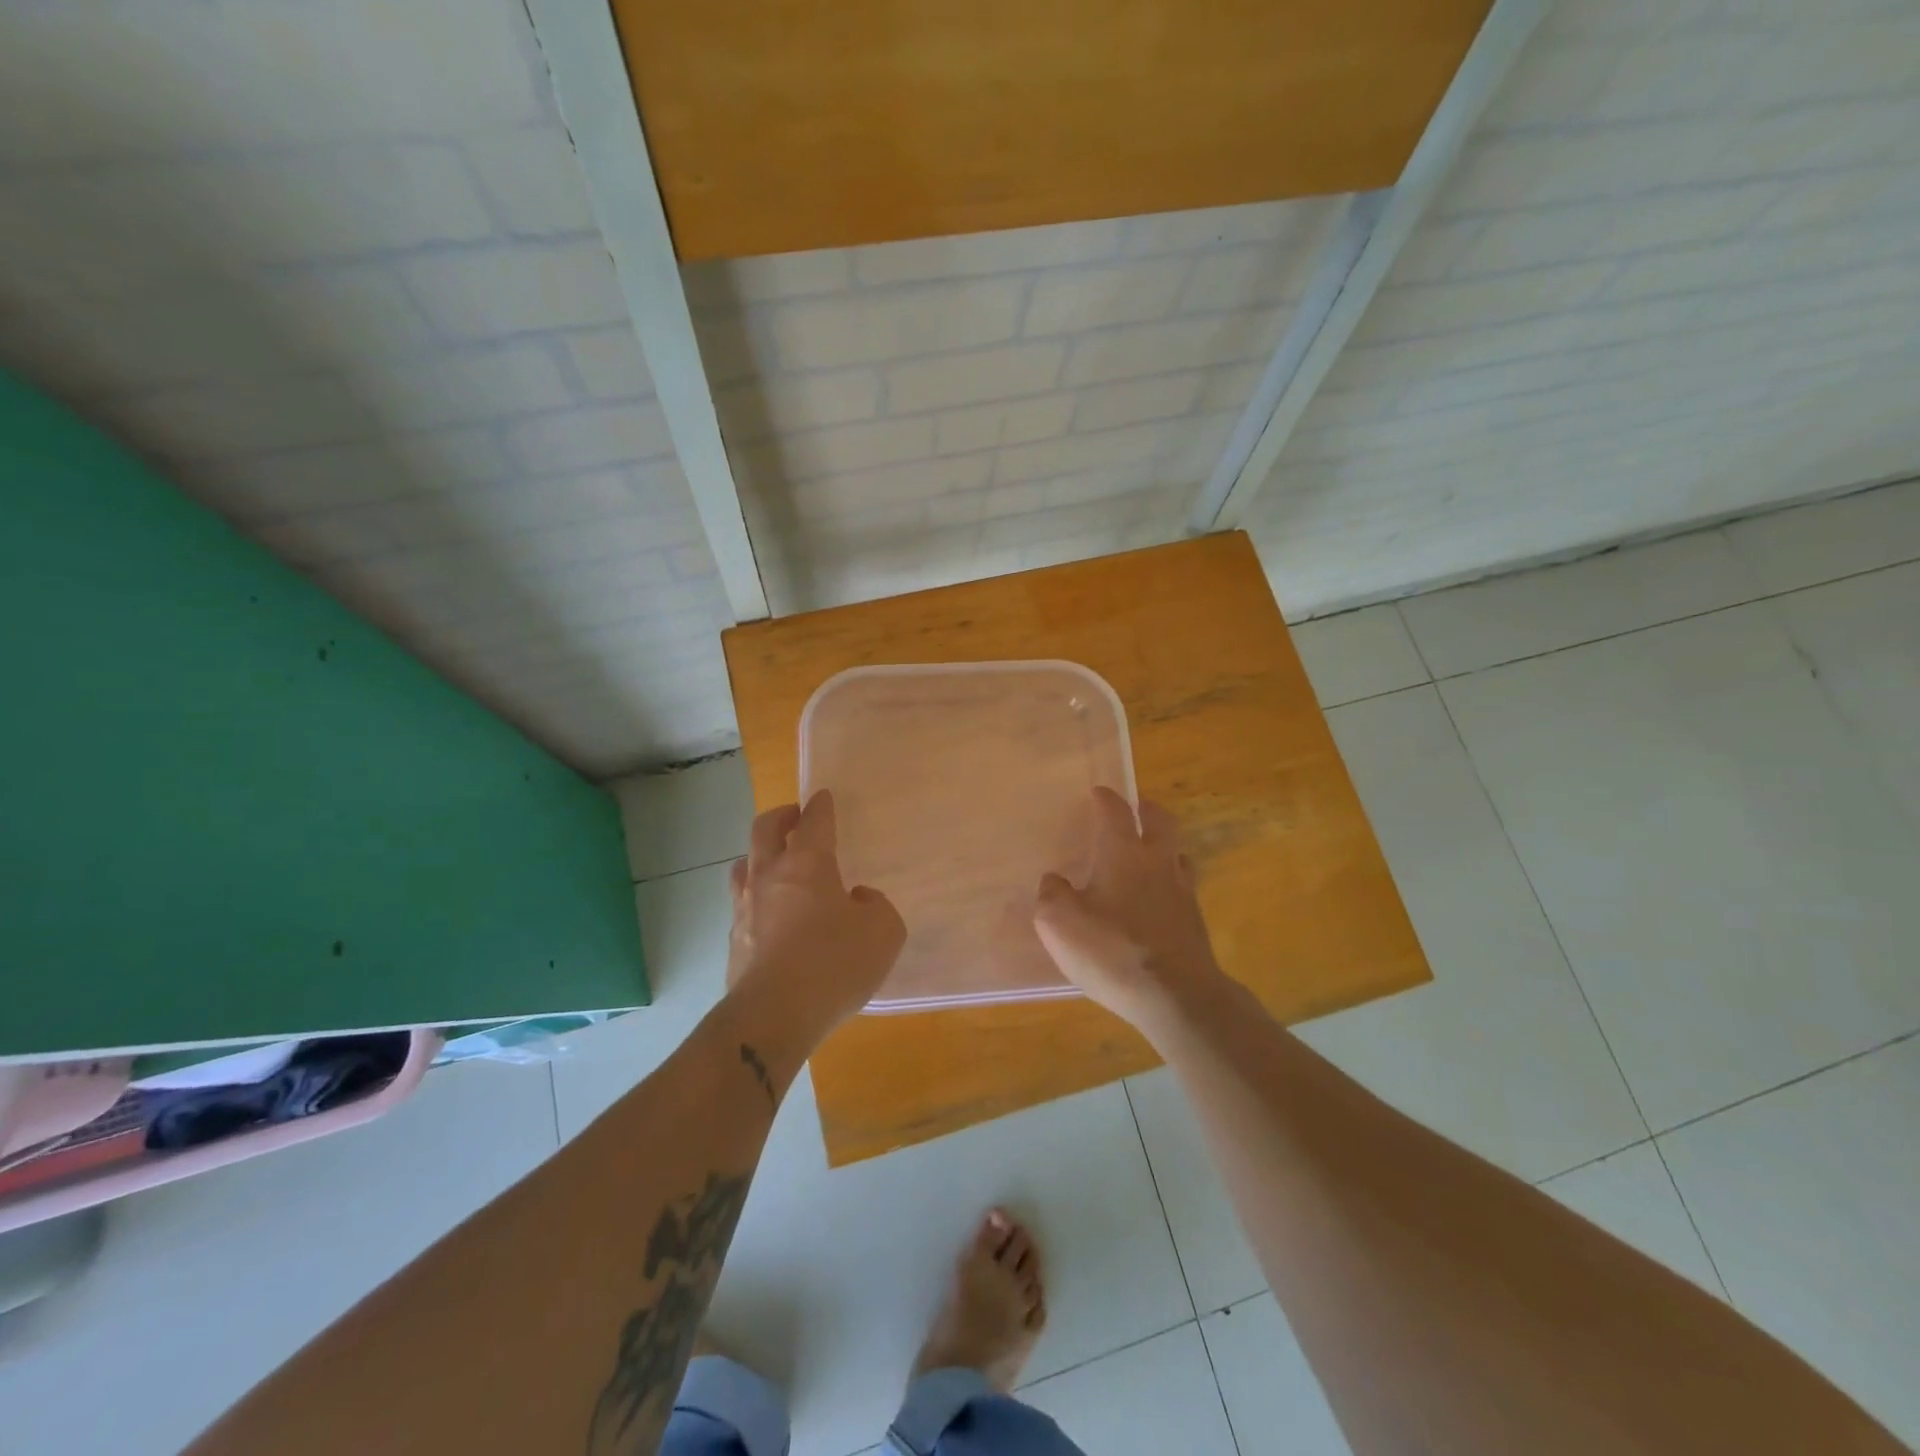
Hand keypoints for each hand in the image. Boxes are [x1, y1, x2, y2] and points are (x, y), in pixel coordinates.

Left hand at [724, 792, 905, 1046]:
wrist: (773, 1016)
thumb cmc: (833, 963)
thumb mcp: (883, 932)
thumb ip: (876, 906)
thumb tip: (857, 900)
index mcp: (807, 864)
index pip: (814, 821)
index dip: (821, 806)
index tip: (823, 797)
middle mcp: (769, 876)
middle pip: (764, 829)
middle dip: (780, 816)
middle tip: (793, 817)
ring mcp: (744, 908)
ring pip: (743, 865)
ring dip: (759, 856)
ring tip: (774, 864)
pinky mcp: (733, 942)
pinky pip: (742, 907)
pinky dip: (756, 900)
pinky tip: (770, 918)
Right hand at [1033, 787, 1226, 1034]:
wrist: (1176, 996)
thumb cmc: (1112, 951)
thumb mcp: (1059, 923)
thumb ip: (1052, 894)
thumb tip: (1055, 881)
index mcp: (1123, 853)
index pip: (1116, 812)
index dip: (1106, 799)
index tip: (1098, 793)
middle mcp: (1158, 863)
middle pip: (1161, 822)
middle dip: (1147, 810)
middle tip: (1136, 808)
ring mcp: (1183, 892)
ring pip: (1178, 854)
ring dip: (1164, 846)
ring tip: (1149, 854)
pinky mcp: (1195, 923)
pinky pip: (1183, 888)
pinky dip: (1170, 883)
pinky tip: (1157, 900)